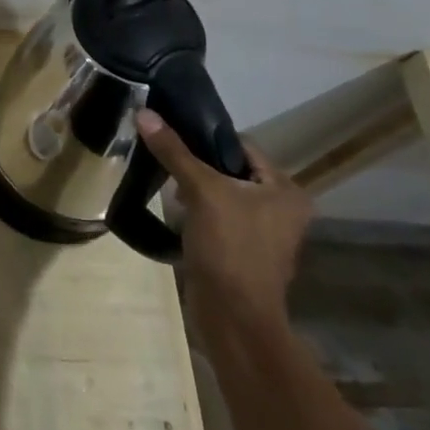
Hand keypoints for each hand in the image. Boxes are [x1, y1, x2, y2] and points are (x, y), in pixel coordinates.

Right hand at [137, 109, 310, 327]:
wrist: (234, 318)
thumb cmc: (230, 248)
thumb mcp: (201, 192)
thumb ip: (174, 151)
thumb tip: (144, 112)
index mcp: (285, 190)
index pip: (241, 146)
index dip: (206, 138)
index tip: (172, 135)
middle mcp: (282, 208)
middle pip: (231, 170)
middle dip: (198, 166)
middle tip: (166, 162)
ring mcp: (265, 233)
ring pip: (223, 195)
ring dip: (196, 190)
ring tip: (167, 185)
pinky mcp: (244, 252)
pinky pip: (219, 218)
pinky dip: (199, 213)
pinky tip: (176, 213)